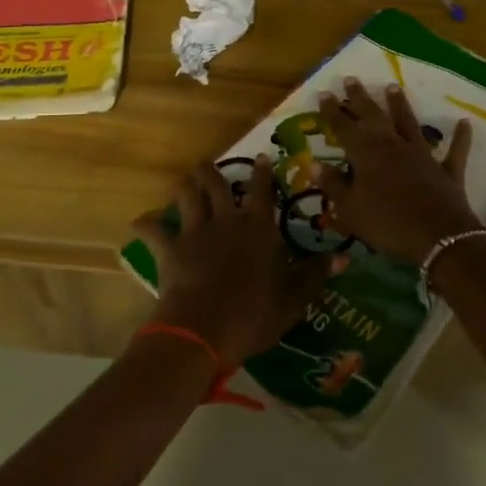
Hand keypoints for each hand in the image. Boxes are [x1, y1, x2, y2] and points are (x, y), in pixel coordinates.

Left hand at [130, 156, 333, 368]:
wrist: (205, 328)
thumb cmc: (255, 312)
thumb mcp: (294, 297)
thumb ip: (316, 274)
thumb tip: (344, 257)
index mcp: (258, 226)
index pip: (262, 190)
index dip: (262, 172)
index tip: (260, 157)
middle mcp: (226, 219)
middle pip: (215, 184)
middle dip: (211, 170)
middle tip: (208, 164)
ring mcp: (195, 232)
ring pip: (187, 197)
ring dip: (184, 187)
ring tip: (184, 181)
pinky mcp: (170, 249)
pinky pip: (154, 230)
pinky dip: (147, 224)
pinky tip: (141, 221)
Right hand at [315, 77, 481, 261]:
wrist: (437, 237)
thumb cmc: (386, 222)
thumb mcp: (350, 208)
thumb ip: (333, 185)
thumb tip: (313, 164)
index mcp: (366, 154)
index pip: (344, 127)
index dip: (332, 111)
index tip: (324, 93)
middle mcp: (393, 146)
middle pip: (374, 117)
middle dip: (360, 98)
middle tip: (352, 79)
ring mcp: (422, 155)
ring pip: (409, 124)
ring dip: (400, 105)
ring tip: (392, 86)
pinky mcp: (445, 170)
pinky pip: (454, 151)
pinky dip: (460, 137)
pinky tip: (465, 123)